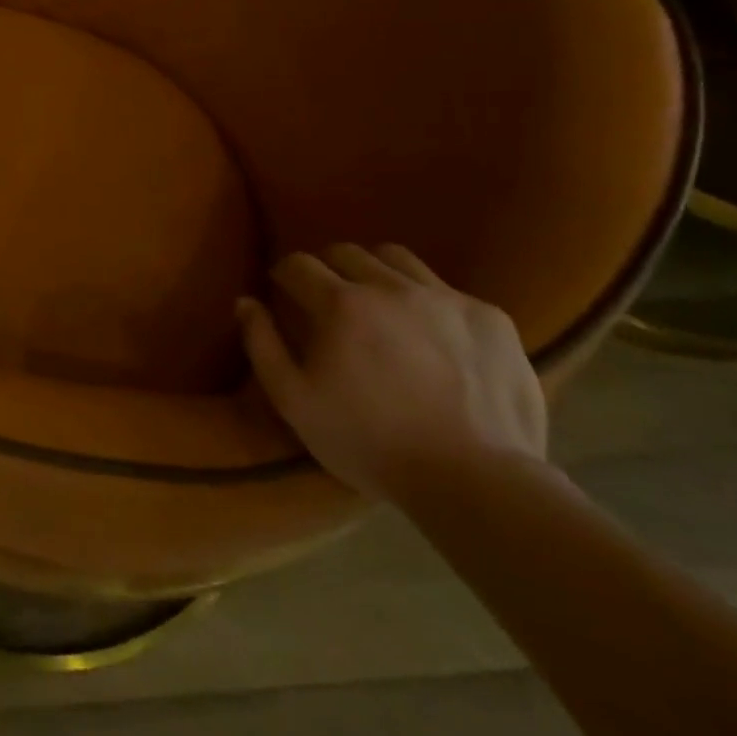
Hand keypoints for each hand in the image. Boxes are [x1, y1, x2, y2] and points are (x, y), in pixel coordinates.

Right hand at [237, 243, 546, 501]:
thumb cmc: (372, 443)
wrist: (478, 483)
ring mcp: (445, 298)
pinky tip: (431, 334)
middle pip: (346, 252)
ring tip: (378, 303)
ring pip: (396, 258)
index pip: (298, 263)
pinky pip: (446, 290)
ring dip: (376, 272)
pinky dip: (428, 301)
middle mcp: (390, 286)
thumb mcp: (295, 402)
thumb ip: (262, 345)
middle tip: (328, 298)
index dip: (285, 275)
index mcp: (340, 304)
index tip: (284, 292)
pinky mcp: (490, 318)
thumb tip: (245, 301)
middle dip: (328, 268)